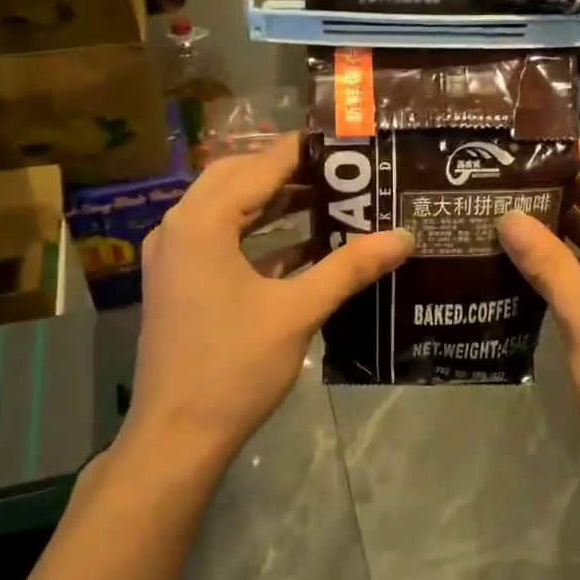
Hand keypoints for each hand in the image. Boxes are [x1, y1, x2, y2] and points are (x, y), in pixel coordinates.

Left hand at [122, 134, 412, 471]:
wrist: (177, 435)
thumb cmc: (234, 367)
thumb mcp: (297, 312)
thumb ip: (350, 268)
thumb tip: (404, 237)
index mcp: (201, 222)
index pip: (259, 166)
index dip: (304, 151)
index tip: (348, 143)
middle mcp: (179, 227)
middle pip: (238, 180)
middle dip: (289, 174)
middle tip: (343, 172)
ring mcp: (174, 256)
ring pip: (228, 210)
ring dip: (274, 204)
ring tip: (331, 201)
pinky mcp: (179, 282)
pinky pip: (221, 241)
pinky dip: (258, 237)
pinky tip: (303, 247)